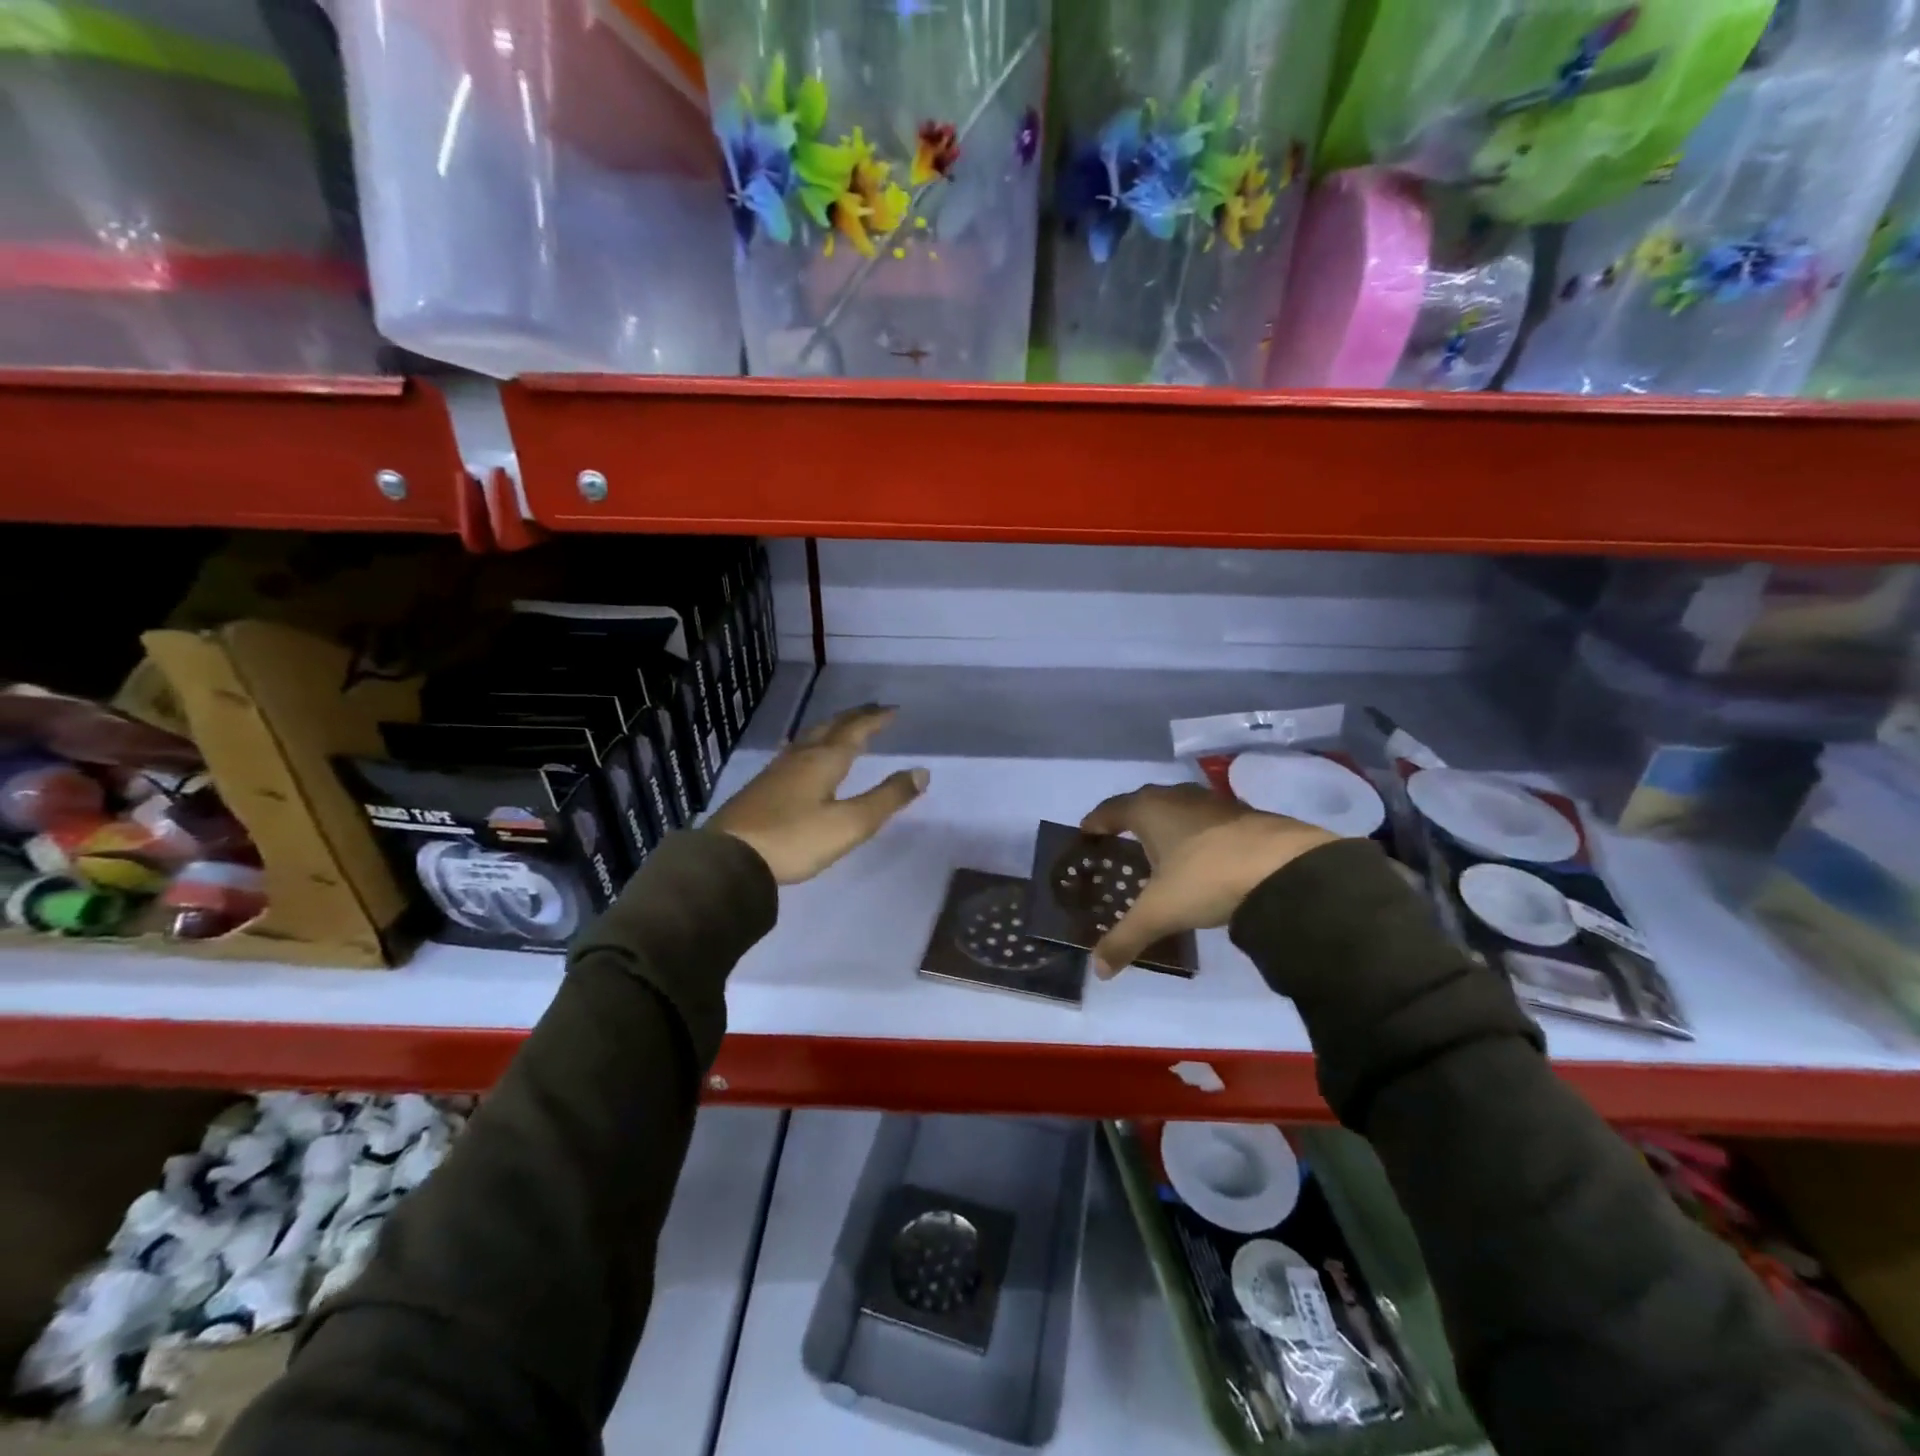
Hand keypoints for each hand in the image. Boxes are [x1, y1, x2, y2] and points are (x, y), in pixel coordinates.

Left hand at [709, 705, 927, 884]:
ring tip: (842, 727)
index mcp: (824, 761)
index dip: (875, 719)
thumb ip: (886, 798)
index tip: (893, 709)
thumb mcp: (850, 824)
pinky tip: (804, 757)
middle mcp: (801, 757)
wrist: (729, 859)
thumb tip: (921, 772)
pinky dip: (812, 745)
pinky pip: (795, 753)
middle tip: (872, 710)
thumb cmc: (795, 840)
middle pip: (830, 727)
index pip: (855, 731)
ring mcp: (777, 770)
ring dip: (831, 728)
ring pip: (809, 738)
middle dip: (854, 717)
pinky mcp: (761, 787)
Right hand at [1080, 784, 1336, 977]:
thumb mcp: (1159, 913)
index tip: (1086, 833)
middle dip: (1130, 821)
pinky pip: (1207, 821)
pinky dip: (1196, 835)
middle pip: (1144, 802)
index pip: (1111, 809)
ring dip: (1166, 825)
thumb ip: (1125, 938)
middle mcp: (1178, 796)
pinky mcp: (1246, 815)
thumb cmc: (1207, 878)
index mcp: (1150, 809)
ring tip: (1160, 851)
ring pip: (1179, 808)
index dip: (1096, 821)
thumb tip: (1097, 969)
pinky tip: (1202, 858)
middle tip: (1120, 844)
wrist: (1286, 868)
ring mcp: (1215, 803)